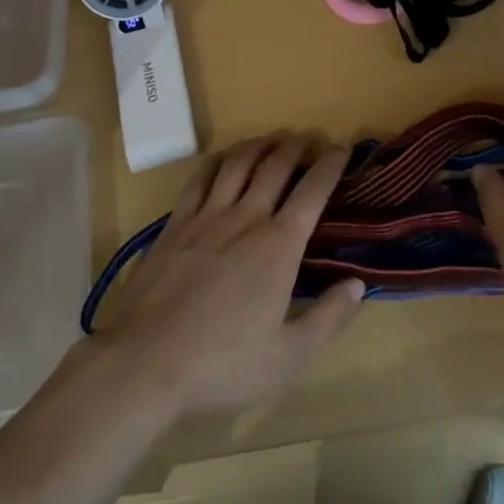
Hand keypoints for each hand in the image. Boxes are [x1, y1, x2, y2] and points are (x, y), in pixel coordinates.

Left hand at [93, 134, 365, 417]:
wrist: (144, 362)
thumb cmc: (221, 364)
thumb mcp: (288, 358)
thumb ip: (328, 319)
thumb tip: (359, 284)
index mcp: (279, 246)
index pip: (312, 191)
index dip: (330, 164)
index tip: (341, 147)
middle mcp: (247, 218)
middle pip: (276, 165)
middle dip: (296, 146)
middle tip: (308, 138)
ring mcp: (207, 216)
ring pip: (239, 162)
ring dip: (260, 144)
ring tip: (272, 140)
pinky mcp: (176, 223)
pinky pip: (200, 177)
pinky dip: (218, 159)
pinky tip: (224, 157)